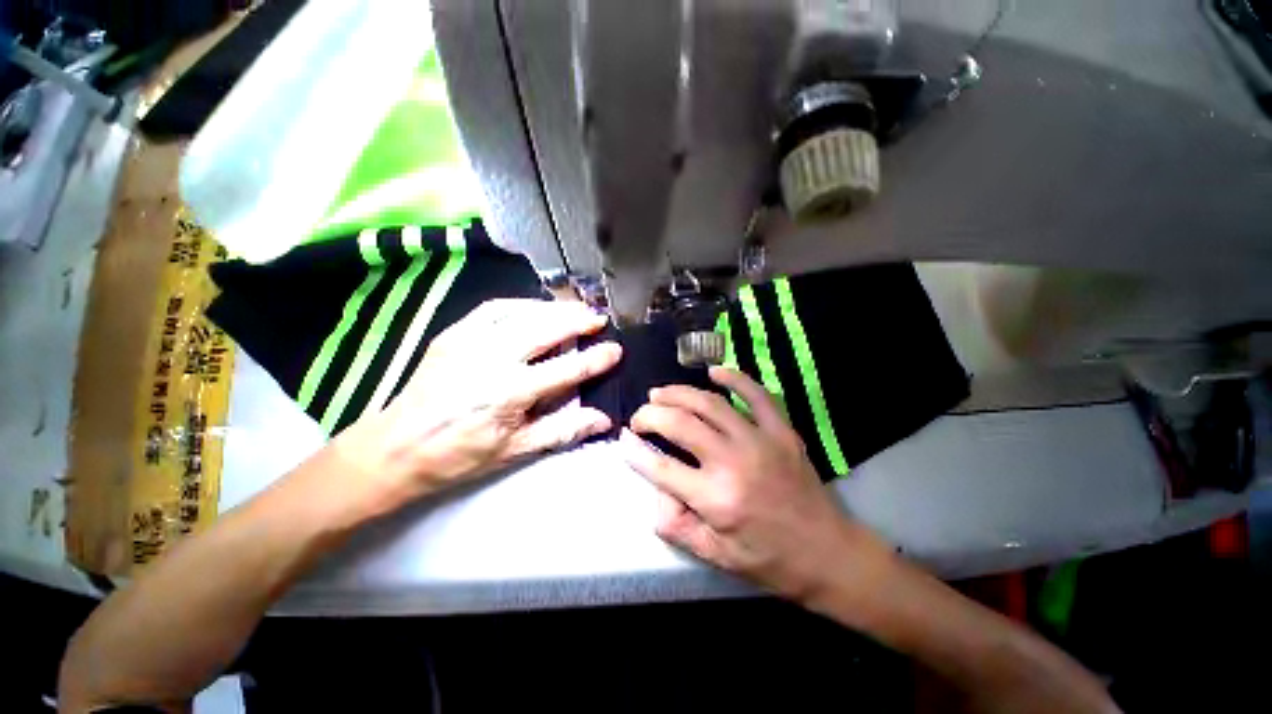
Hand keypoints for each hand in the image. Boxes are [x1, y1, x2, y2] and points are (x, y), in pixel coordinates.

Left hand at [335, 299, 621, 516]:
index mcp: (510, 393)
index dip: (596, 359)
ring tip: (575, 309)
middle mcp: (493, 359)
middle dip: (578, 320)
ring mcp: (470, 341)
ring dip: (554, 309)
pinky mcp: (454, 333)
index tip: (616, 350)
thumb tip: (603, 420)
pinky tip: (536, 309)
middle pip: (547, 329)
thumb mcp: (515, 450)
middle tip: (599, 318)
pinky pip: (495, 308)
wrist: (395, 447)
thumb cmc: (459, 455)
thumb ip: (563, 430)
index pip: (567, 369)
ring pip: (523, 312)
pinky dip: (522, 304)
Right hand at [620, 367, 886, 600]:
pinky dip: (734, 377)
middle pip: (680, 425)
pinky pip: (757, 394)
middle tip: (640, 416)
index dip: (635, 450)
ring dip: (679, 394)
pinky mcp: (782, 431)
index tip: (624, 439)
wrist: (829, 553)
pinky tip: (713, 371)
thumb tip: (655, 493)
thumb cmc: (769, 560)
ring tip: (661, 393)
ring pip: (710, 403)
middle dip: (651, 415)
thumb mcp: (716, 556)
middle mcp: (734, 463)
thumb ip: (677, 525)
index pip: (661, 467)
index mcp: (716, 500)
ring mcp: (761, 441)